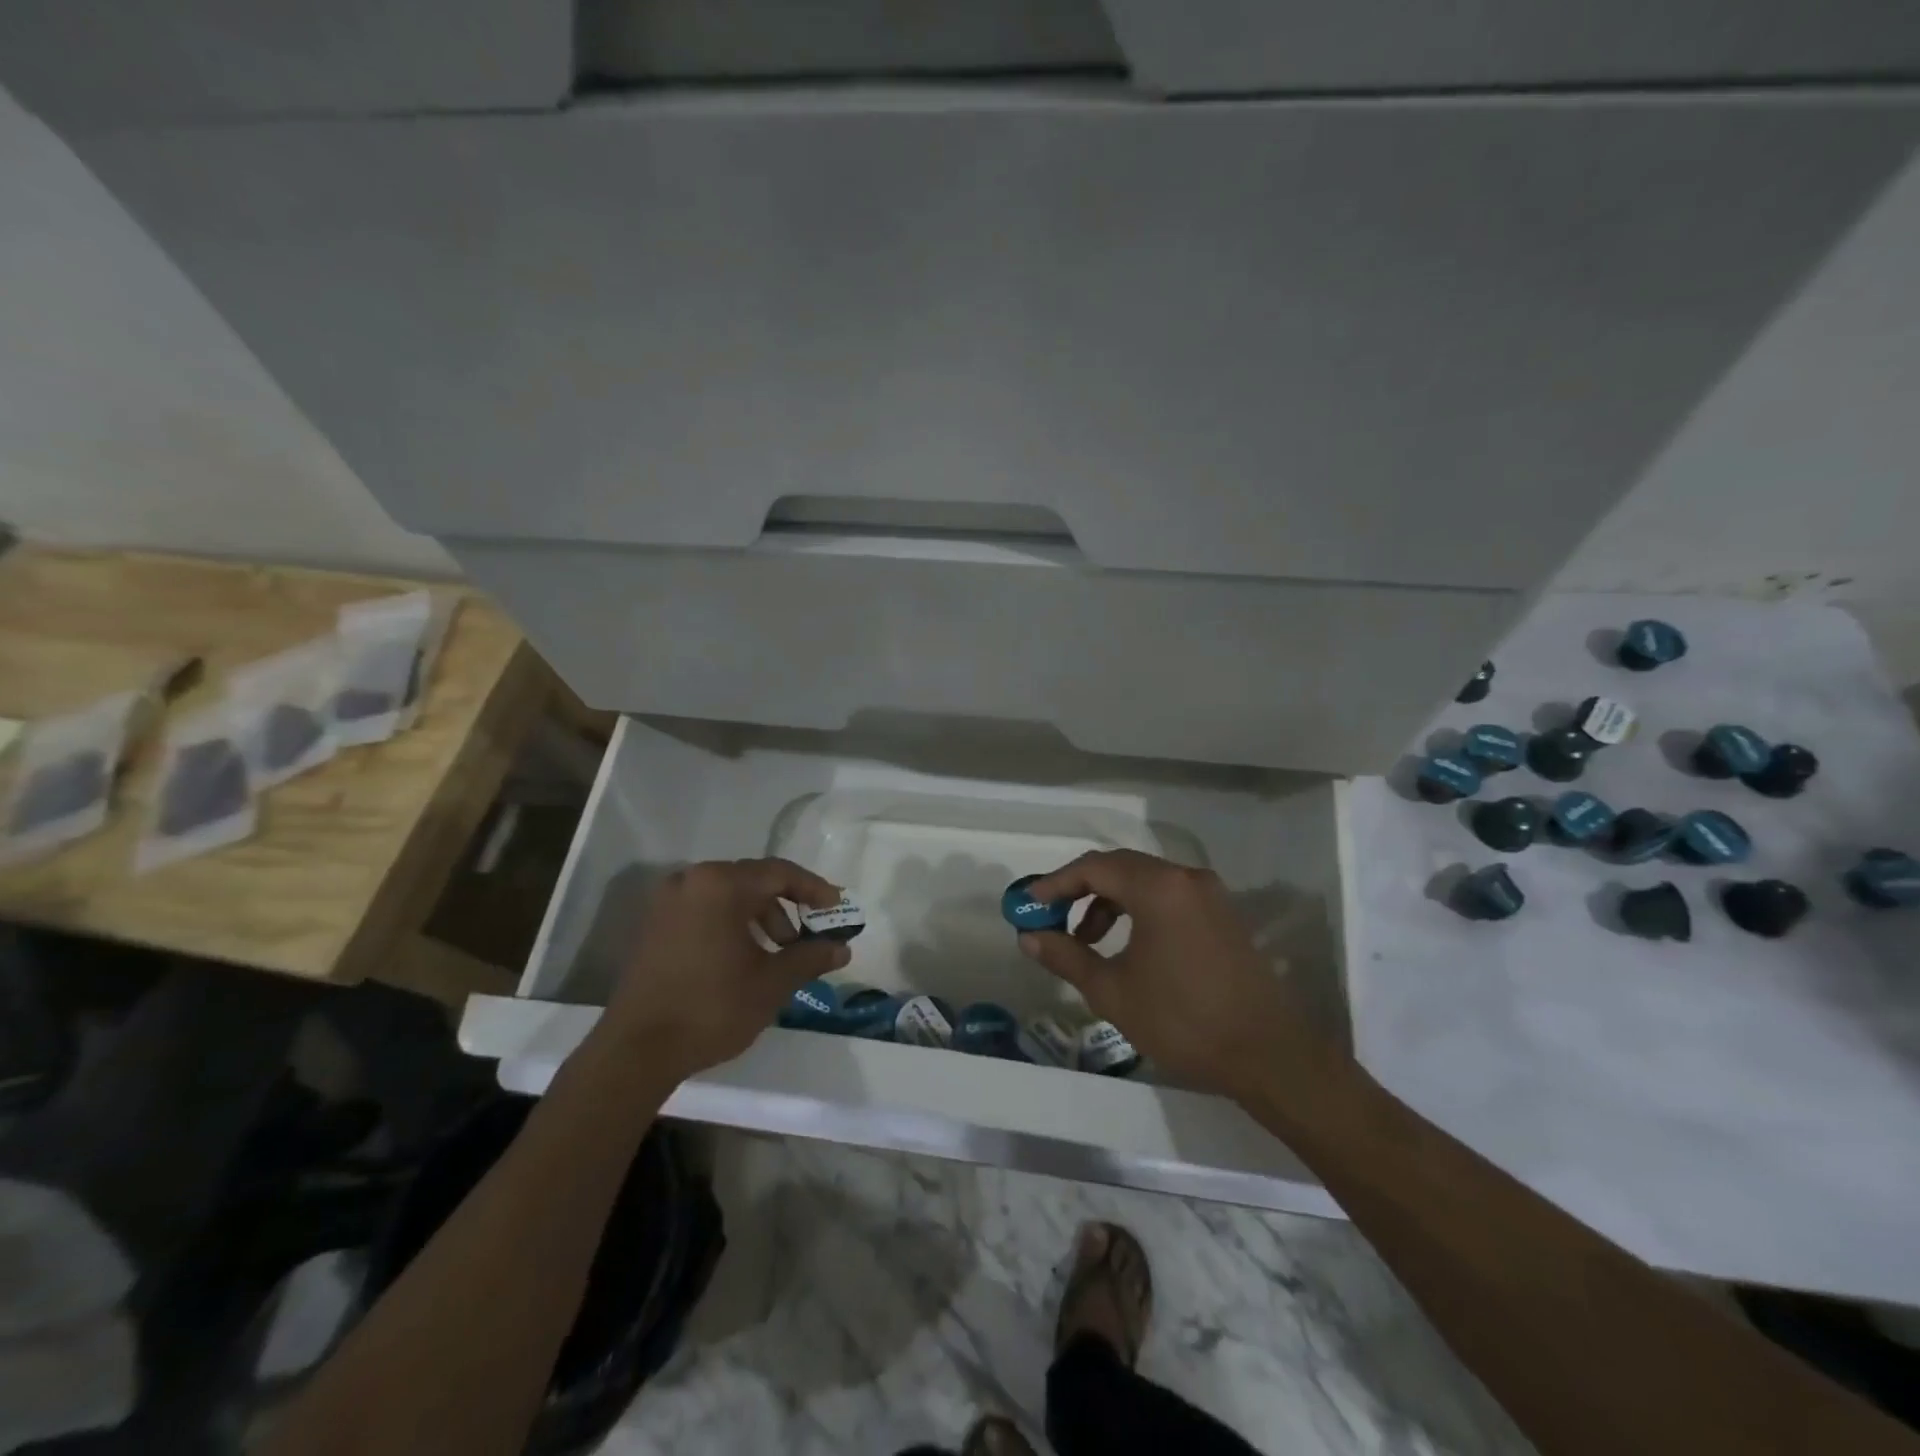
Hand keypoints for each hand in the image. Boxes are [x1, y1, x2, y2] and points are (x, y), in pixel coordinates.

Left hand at [600, 858, 850, 1080]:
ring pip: (728, 896)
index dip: (814, 889)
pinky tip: (744, 958)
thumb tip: (841, 948)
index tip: (837, 909)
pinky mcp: (654, 925)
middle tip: (808, 937)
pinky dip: (731, 924)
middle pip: (753, 880)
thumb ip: (810, 957)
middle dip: (786, 906)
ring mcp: (667, 902)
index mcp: (721, 884)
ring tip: (777, 954)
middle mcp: (692, 880)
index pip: (780, 873)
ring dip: (760, 917)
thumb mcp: (771, 983)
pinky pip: (705, 910)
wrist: (636, 1051)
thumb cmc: (711, 1008)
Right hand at [1018, 850, 1340, 1100]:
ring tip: (1086, 941)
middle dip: (1080, 890)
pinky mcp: (1223, 913)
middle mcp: (1185, 877)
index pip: (1094, 867)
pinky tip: (1127, 946)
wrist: (1269, 1056)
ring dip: (1109, 901)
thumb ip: (1066, 956)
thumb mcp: (1113, 992)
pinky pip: (1168, 896)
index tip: (1028, 904)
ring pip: (1144, 881)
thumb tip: (1028, 937)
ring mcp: (1209, 893)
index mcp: (1158, 888)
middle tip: (1051, 918)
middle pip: (1119, 866)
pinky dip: (1138, 909)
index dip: (1056, 883)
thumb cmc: (1183, 1022)